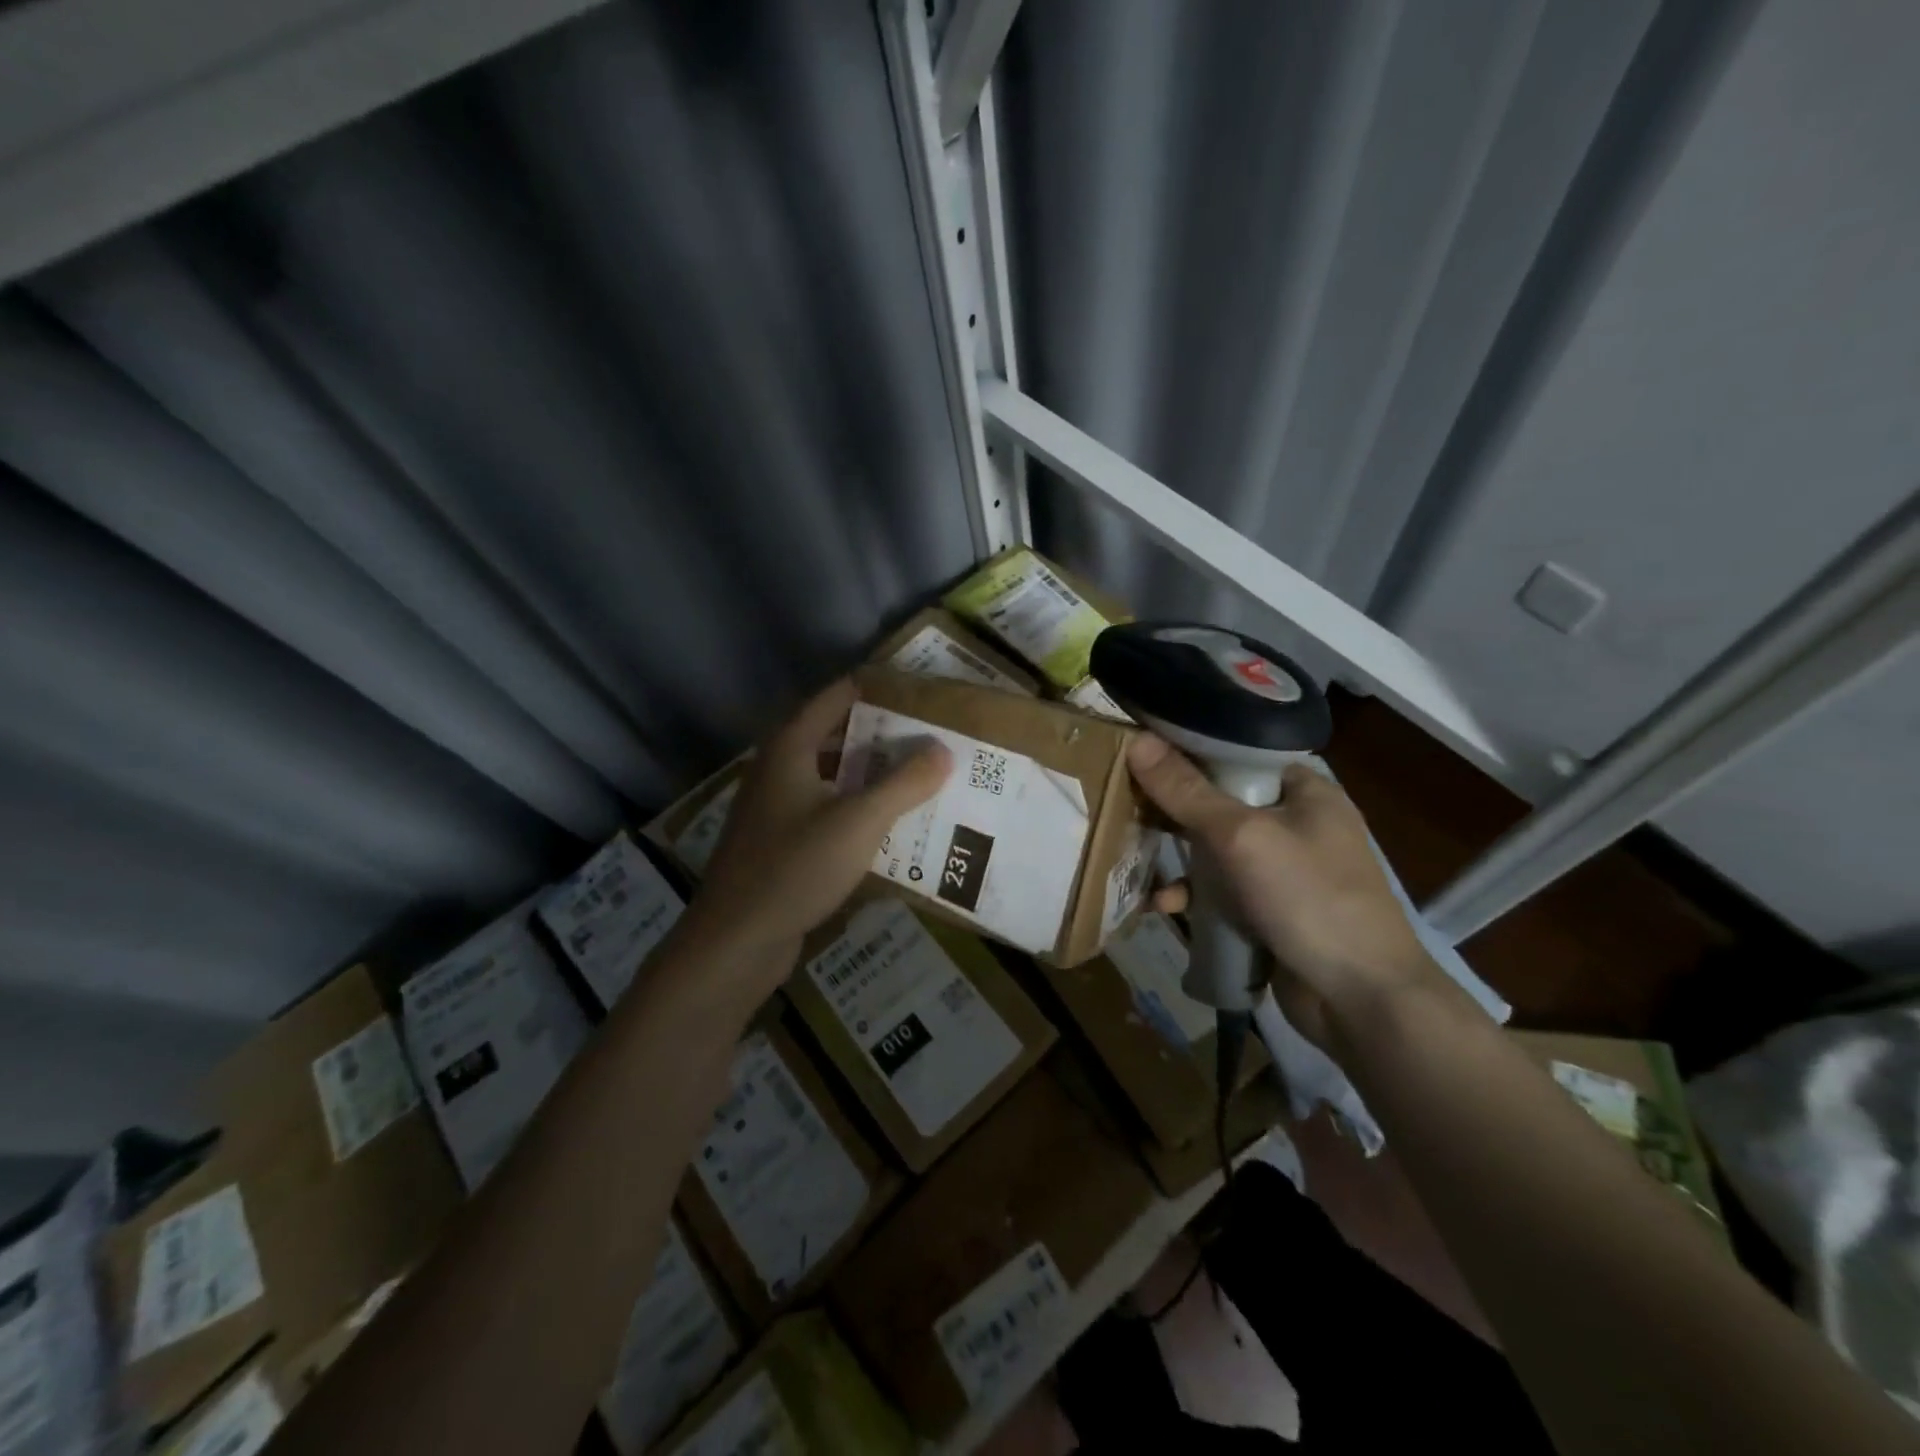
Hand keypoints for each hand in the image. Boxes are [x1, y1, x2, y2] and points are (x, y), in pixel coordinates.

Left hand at [681, 678, 950, 975]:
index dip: (879, 690)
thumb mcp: (859, 822)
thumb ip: (904, 783)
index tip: (924, 694)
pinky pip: (828, 812)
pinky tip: (895, 825)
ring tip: (925, 777)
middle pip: (839, 736)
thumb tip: (943, 749)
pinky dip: (859, 811)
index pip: (838, 696)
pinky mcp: (782, 842)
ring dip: (875, 777)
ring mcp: (777, 807)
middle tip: (935, 738)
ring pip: (835, 778)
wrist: (735, 941)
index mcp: (790, 747)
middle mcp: (779, 768)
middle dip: (886, 737)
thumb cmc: (794, 868)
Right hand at [1127, 736, 1443, 1022]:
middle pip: (1220, 803)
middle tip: (1125, 804)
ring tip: (1134, 861)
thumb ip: (1187, 791)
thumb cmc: (1309, 898)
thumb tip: (1137, 741)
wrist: (1361, 1000)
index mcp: (1305, 791)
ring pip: (1214, 851)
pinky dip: (1192, 896)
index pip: (1238, 755)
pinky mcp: (1268, 910)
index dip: (1189, 750)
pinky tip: (1161, 906)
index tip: (1140, 751)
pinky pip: (1220, 892)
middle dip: (1172, 810)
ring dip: (1176, 859)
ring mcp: (1283, 871)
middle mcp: (1296, 824)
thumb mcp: (1242, 837)